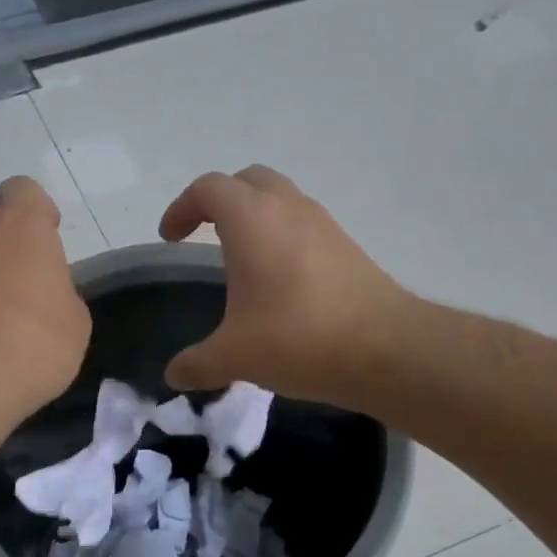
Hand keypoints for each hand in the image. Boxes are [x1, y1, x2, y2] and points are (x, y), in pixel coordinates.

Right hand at [158, 166, 409, 404]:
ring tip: (242, 257)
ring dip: (256, 216)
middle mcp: (287, 208)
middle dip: (220, 200)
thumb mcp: (234, 356)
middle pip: (247, 181)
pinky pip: (305, 224)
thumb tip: (174, 376)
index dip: (182, 208)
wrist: (386, 348)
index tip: (170, 238)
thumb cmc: (297, 338)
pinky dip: (283, 236)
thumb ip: (196, 364)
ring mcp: (323, 223)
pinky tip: (280, 280)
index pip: (207, 189)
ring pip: (281, 198)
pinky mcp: (347, 245)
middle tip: (204, 233)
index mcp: (251, 219)